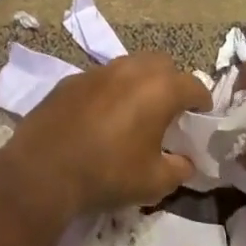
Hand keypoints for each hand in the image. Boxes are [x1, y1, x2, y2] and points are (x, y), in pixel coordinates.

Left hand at [0, 52, 203, 214]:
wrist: (44, 170)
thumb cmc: (108, 174)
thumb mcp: (154, 182)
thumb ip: (179, 169)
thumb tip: (186, 162)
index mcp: (158, 90)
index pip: (193, 85)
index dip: (202, 100)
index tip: (202, 114)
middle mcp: (130, 70)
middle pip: (162, 63)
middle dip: (171, 81)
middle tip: (169, 108)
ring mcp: (98, 71)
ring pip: (129, 65)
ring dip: (139, 81)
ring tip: (136, 109)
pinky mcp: (71, 80)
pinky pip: (101, 78)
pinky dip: (109, 91)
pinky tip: (101, 116)